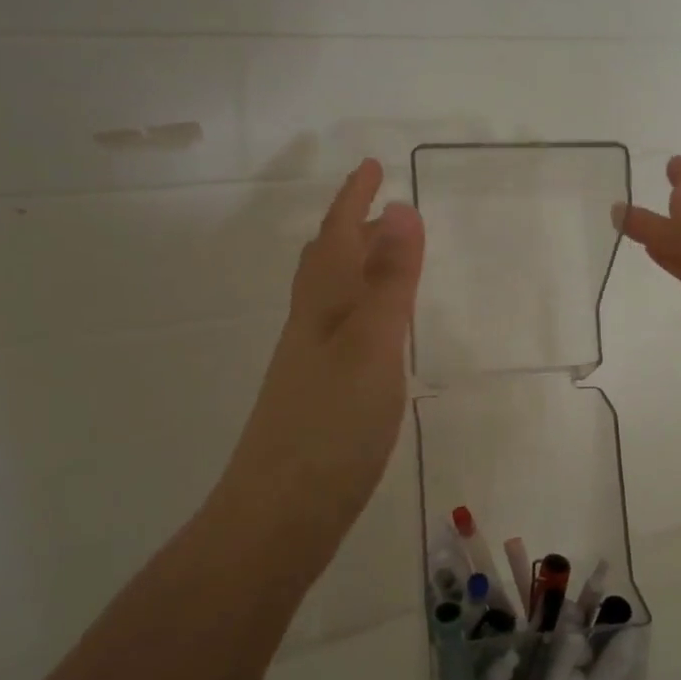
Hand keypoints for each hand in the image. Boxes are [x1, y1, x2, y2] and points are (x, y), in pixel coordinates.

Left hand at [216, 159, 424, 561]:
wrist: (280, 514)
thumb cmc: (332, 424)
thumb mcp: (372, 345)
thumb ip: (390, 281)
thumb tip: (400, 208)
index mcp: (322, 306)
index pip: (337, 236)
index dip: (354, 198)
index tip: (373, 165)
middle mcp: (310, 328)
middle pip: (326, 264)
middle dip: (352, 229)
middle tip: (381, 209)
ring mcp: (309, 365)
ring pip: (330, 300)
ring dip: (355, 270)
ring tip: (383, 261)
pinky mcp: (317, 399)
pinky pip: (339, 335)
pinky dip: (359, 314)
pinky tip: (374, 337)